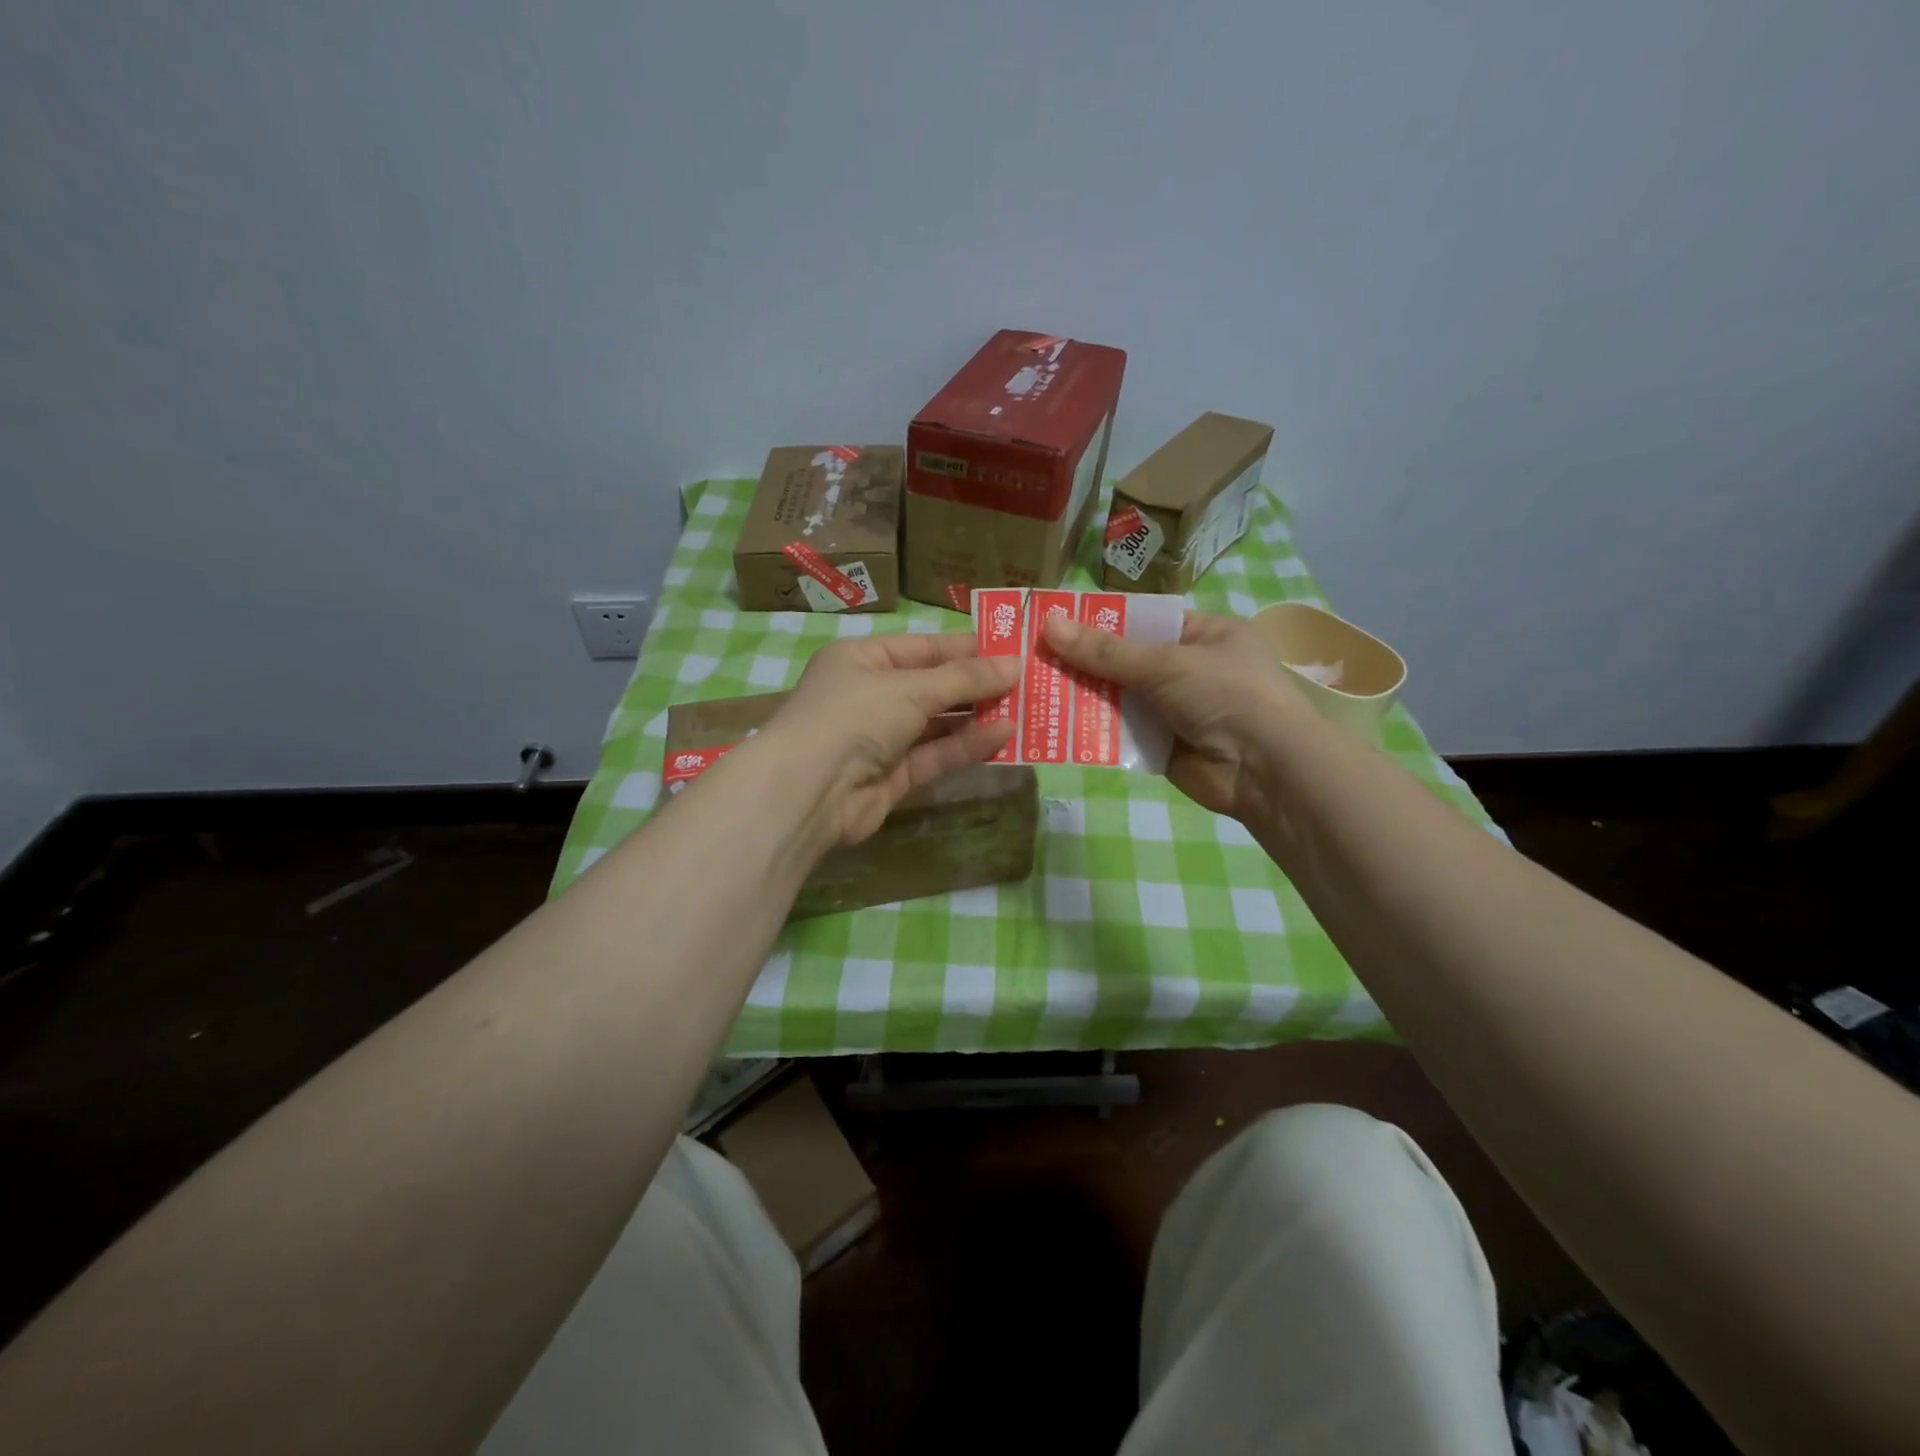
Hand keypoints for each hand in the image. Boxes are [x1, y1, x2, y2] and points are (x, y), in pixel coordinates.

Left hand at [760, 632, 1020, 844]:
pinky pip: (935, 755)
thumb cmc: (854, 716)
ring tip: (1025, 708)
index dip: (966, 648)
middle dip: (977, 685)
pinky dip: (967, 746)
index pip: (922, 648)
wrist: (809, 792)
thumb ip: (964, 679)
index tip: (1010, 649)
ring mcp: (881, 738)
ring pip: (938, 724)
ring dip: (978, 717)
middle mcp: (871, 695)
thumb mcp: (911, 688)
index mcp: (863, 660)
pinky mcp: (893, 776)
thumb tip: (1015, 664)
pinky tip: (1004, 735)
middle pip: (933, 686)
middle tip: (1026, 682)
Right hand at [1043, 611, 1316, 821]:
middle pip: (1125, 661)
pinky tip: (1055, 725)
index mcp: (1204, 634)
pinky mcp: (1162, 747)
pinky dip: (1095, 730)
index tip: (1055, 624)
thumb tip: (1049, 625)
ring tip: (1033, 689)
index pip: (1143, 622)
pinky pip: (1121, 733)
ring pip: (1119, 698)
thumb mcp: (1165, 664)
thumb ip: (1106, 651)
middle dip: (1084, 663)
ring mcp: (1175, 710)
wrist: (1265, 770)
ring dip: (1084, 697)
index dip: (1101, 623)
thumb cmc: (1226, 695)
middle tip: (1032, 658)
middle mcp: (1189, 669)